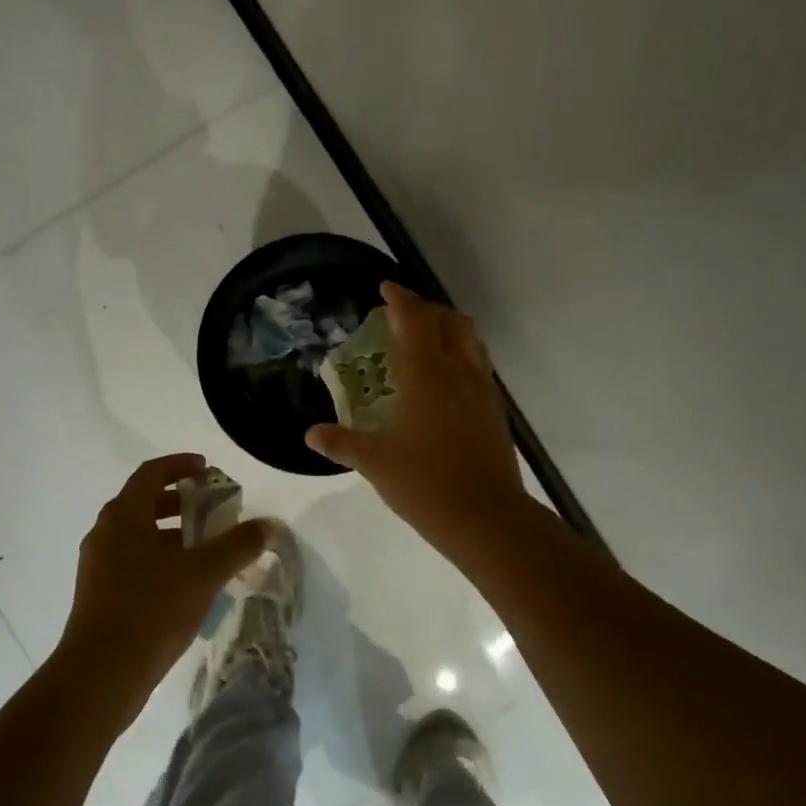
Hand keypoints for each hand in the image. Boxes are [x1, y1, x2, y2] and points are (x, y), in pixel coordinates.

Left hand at [57, 454, 268, 714]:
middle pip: (144, 503)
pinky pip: (134, 564)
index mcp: (124, 515)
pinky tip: (188, 586)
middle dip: (181, 502)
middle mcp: (105, 533)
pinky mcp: (99, 596)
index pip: (151, 473)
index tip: (207, 469)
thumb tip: (268, 525)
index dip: (180, 465)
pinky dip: (161, 561)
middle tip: (213, 510)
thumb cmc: (151, 609)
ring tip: (208, 551)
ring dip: (173, 535)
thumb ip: (238, 545)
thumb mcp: (204, 573)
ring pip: (139, 537)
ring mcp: (98, 566)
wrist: (101, 673)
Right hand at [306, 282, 528, 558]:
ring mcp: (483, 390)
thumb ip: (341, 443)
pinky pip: (479, 365)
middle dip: (427, 308)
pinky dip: (462, 354)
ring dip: (449, 327)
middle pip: (449, 321)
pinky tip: (446, 379)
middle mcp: (458, 372)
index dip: (400, 299)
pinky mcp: (495, 411)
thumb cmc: (425, 484)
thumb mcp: (375, 463)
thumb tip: (310, 434)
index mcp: (427, 375)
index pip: (415, 321)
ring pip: (470, 340)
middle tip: (403, 314)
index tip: (385, 289)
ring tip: (426, 338)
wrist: (486, 517)